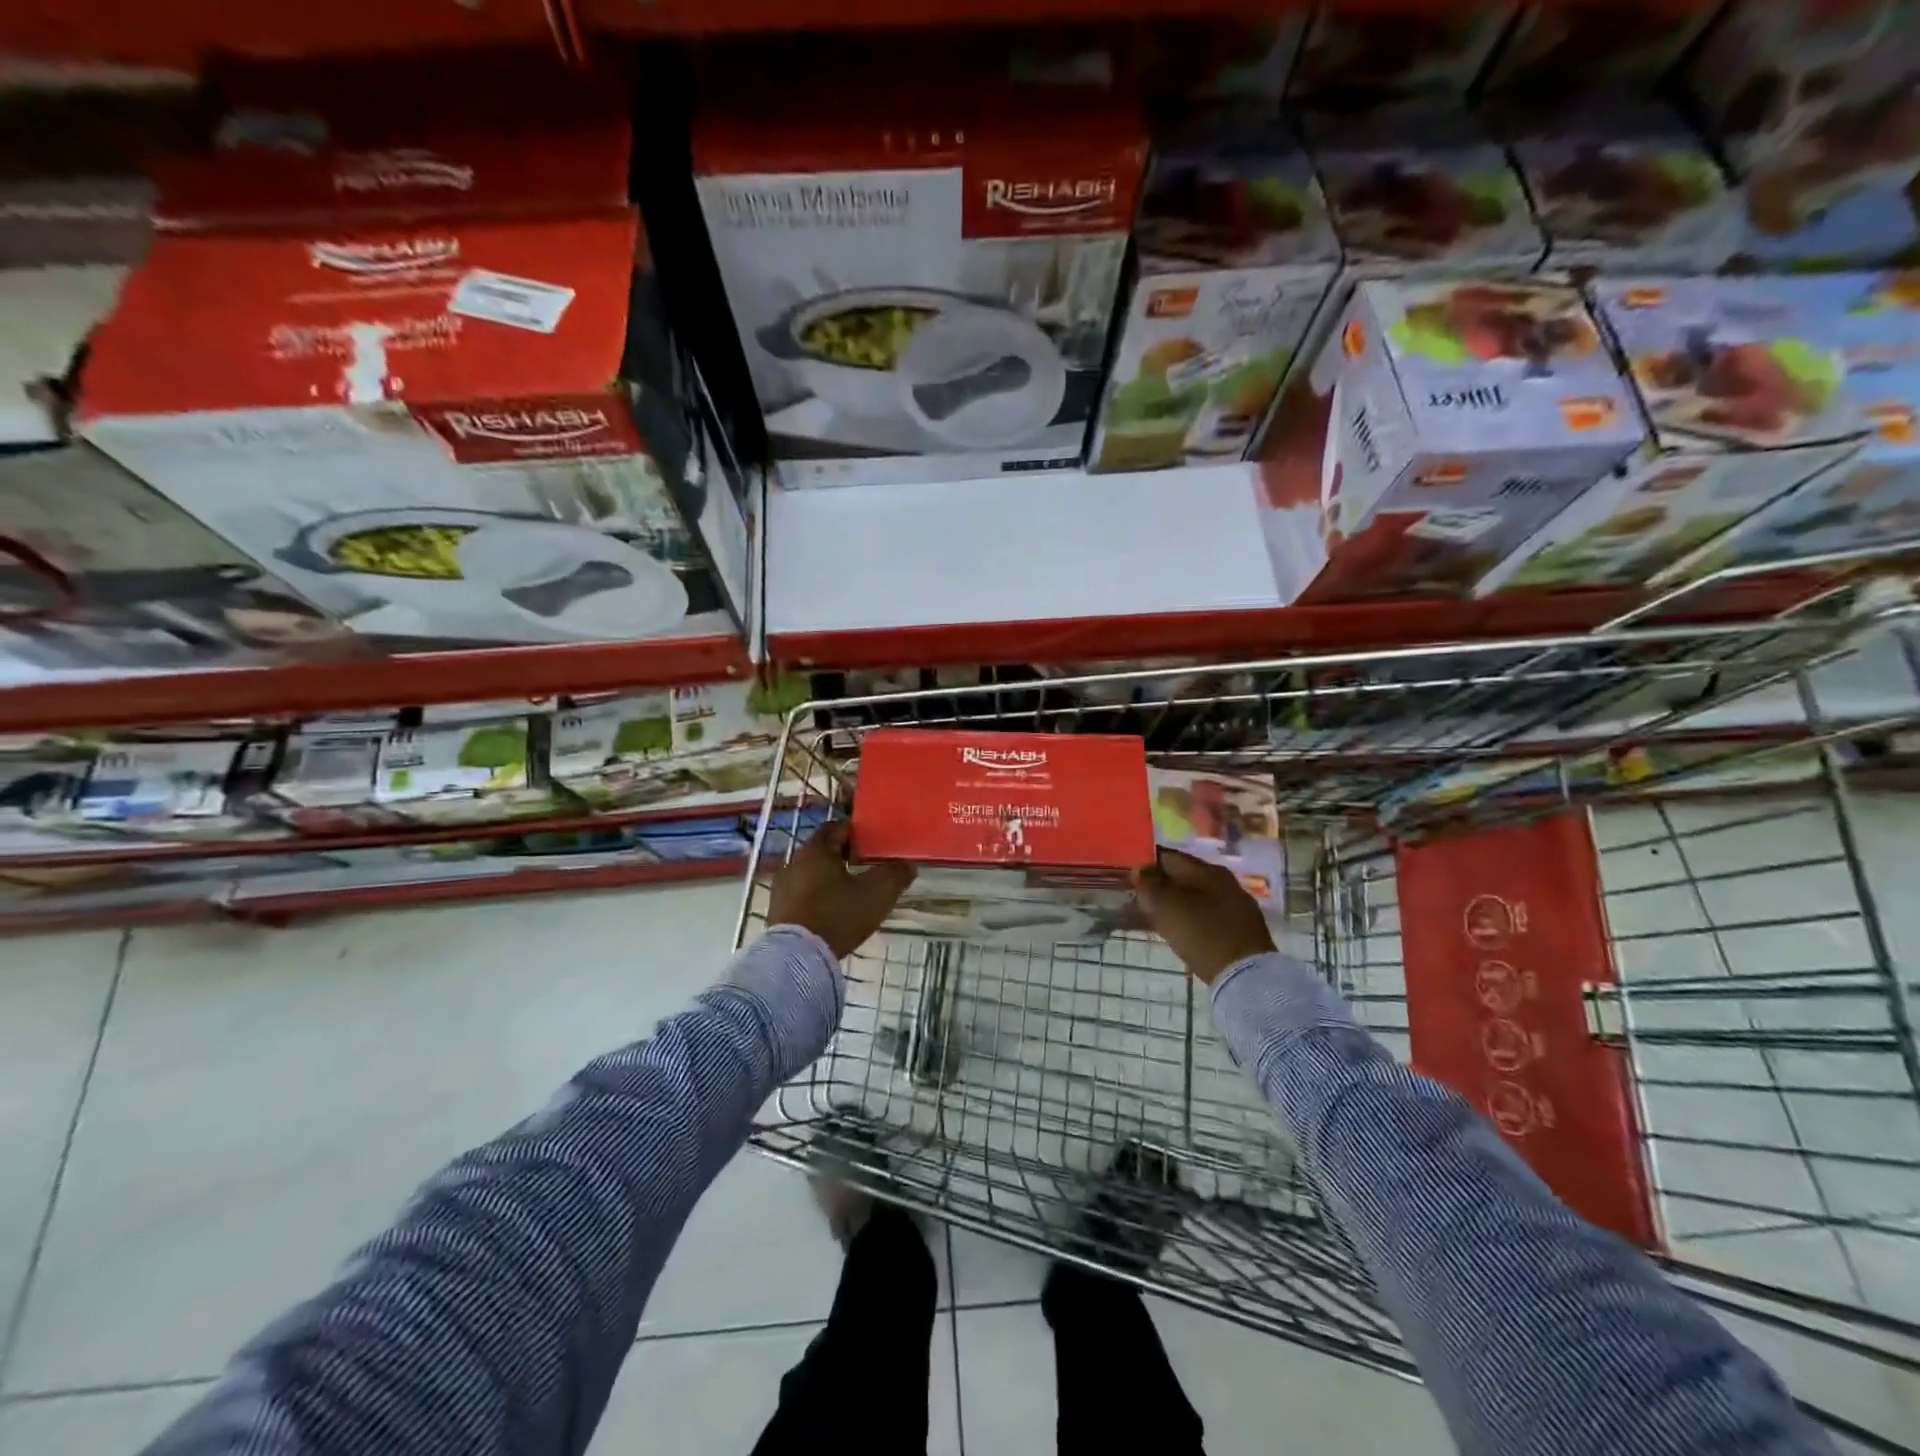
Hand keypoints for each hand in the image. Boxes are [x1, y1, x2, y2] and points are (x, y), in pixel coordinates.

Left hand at [767, 822, 915, 958]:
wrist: (797, 957)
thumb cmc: (838, 914)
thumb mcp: (877, 893)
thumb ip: (895, 874)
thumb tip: (908, 865)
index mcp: (816, 850)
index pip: (835, 828)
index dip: (855, 833)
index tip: (871, 844)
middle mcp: (793, 863)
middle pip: (821, 851)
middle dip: (842, 857)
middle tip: (865, 868)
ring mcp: (781, 889)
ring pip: (810, 874)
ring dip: (828, 879)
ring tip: (850, 893)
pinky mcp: (776, 912)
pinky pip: (801, 896)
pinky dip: (816, 898)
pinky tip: (831, 913)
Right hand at [1131, 848, 1274, 985]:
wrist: (1247, 976)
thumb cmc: (1202, 934)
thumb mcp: (1167, 907)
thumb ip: (1150, 884)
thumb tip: (1140, 868)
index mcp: (1207, 870)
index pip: (1169, 856)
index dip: (1147, 864)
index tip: (1130, 877)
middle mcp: (1226, 881)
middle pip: (1185, 876)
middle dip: (1162, 885)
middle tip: (1140, 899)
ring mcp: (1237, 905)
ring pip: (1198, 896)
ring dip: (1177, 903)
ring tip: (1158, 917)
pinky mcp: (1243, 928)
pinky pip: (1209, 915)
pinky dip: (1192, 918)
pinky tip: (1183, 932)